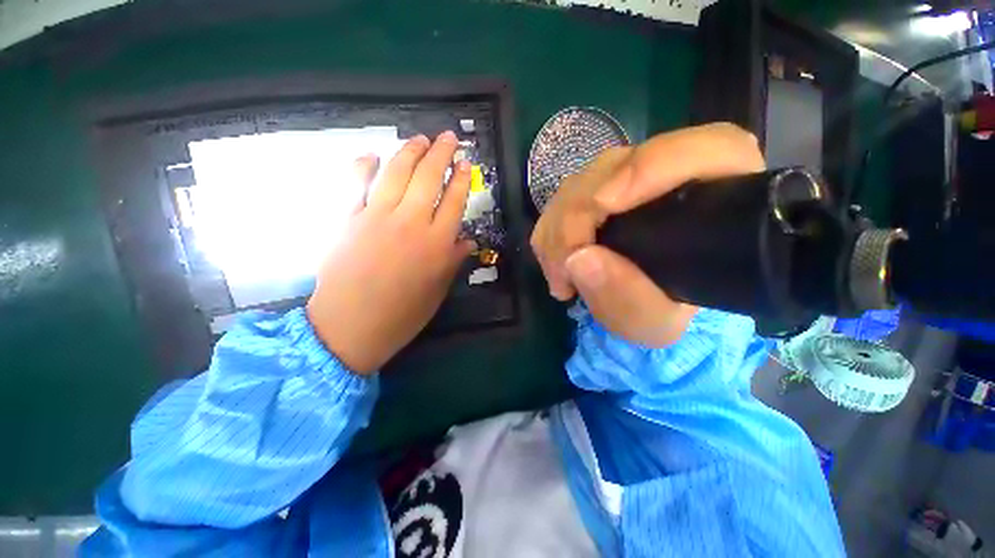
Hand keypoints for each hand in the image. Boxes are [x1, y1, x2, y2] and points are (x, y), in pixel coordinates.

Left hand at [307, 132, 474, 374]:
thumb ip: (453, 261)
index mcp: (436, 244)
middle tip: (448, 137)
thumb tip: (468, 241)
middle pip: (428, 178)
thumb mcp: (437, 291)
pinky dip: (363, 166)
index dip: (461, 179)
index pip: (454, 202)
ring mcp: (377, 217)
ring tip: (420, 139)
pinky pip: (356, 185)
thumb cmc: (402, 315)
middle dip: (440, 154)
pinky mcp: (348, 219)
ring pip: (396, 174)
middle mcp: (411, 223)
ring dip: (410, 152)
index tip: (465, 163)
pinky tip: (372, 155)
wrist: (350, 327)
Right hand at [530, 123, 764, 346]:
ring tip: (559, 273)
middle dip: (576, 215)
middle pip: (617, 165)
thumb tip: (579, 258)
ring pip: (583, 180)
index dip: (649, 167)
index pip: (706, 149)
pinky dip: (552, 229)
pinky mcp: (599, 187)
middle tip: (563, 268)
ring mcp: (631, 176)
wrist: (649, 302)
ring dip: (558, 227)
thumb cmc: (664, 311)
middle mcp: (675, 174)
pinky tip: (556, 260)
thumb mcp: (654, 322)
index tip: (603, 205)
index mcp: (720, 197)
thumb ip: (628, 299)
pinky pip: (564, 196)